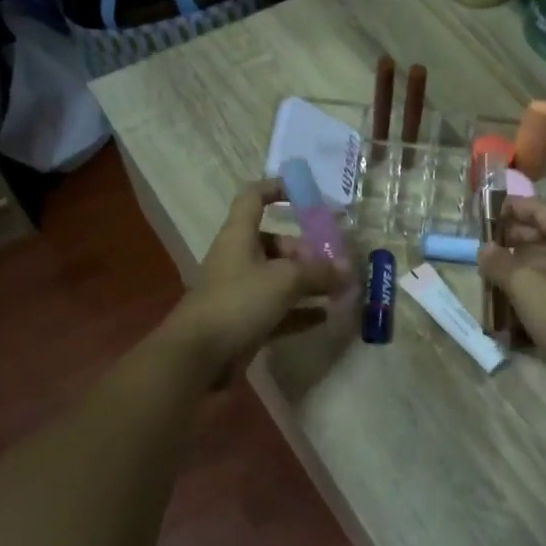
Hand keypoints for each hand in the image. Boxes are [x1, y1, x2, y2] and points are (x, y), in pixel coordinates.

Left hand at [169, 179, 349, 385]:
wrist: (197, 357)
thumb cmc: (238, 302)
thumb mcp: (284, 281)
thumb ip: (319, 272)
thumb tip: (347, 270)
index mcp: (239, 235)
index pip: (254, 198)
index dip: (277, 189)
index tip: (306, 194)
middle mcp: (239, 258)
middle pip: (276, 242)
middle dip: (307, 250)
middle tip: (336, 263)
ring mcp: (241, 292)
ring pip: (279, 278)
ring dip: (308, 282)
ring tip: (340, 289)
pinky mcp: (245, 321)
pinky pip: (279, 310)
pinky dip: (301, 311)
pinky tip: (325, 316)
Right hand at [477, 198, 545, 390]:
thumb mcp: (526, 287)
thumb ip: (501, 264)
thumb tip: (484, 249)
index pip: (543, 211)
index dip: (515, 207)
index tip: (487, 210)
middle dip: (513, 239)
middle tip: (484, 247)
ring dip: (520, 266)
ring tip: (491, 274)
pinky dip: (532, 287)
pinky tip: (510, 301)